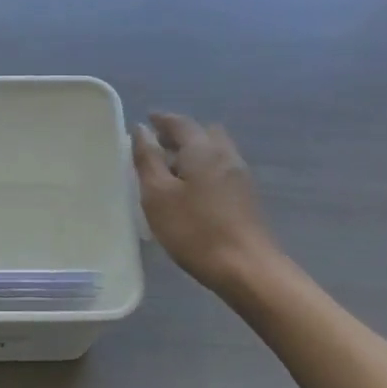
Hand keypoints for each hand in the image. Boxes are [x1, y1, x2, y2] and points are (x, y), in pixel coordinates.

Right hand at [132, 112, 281, 294]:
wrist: (246, 268)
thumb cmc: (194, 230)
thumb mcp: (158, 195)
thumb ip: (147, 160)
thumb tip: (141, 130)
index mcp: (203, 150)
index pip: (180, 123)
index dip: (161, 120)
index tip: (146, 120)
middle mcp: (225, 155)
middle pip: (203, 133)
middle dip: (180, 134)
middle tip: (157, 146)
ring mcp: (240, 176)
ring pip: (214, 151)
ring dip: (192, 152)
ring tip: (169, 170)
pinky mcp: (245, 196)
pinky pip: (220, 169)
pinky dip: (202, 168)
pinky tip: (189, 190)